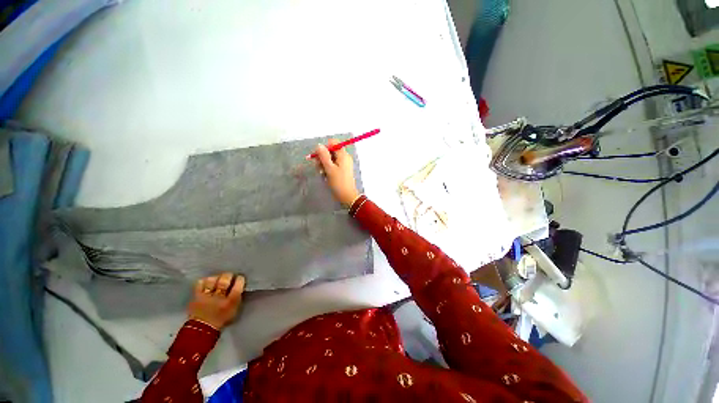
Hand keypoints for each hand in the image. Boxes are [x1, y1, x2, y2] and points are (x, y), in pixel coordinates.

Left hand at [188, 273, 244, 329]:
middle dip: (228, 276)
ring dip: (216, 278)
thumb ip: (237, 297)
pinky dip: (204, 281)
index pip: (238, 284)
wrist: (202, 329)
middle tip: (229, 276)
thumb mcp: (234, 308)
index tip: (239, 277)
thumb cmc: (222, 318)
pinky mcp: (196, 296)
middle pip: (225, 280)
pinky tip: (206, 282)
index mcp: (231, 300)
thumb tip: (239, 285)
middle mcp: (220, 296)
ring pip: (212, 280)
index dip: (240, 279)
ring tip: (217, 279)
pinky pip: (200, 284)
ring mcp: (207, 296)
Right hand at [315, 139, 359, 207]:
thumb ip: (324, 156)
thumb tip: (319, 145)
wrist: (347, 196)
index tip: (319, 156)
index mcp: (343, 155)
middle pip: (331, 150)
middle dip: (323, 157)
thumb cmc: (339, 182)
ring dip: (324, 163)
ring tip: (322, 172)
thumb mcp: (330, 168)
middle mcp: (344, 157)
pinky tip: (325, 174)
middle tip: (319, 166)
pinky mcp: (342, 169)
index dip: (325, 147)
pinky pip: (333, 165)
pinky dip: (328, 168)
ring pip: (330, 158)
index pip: (333, 143)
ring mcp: (343, 163)